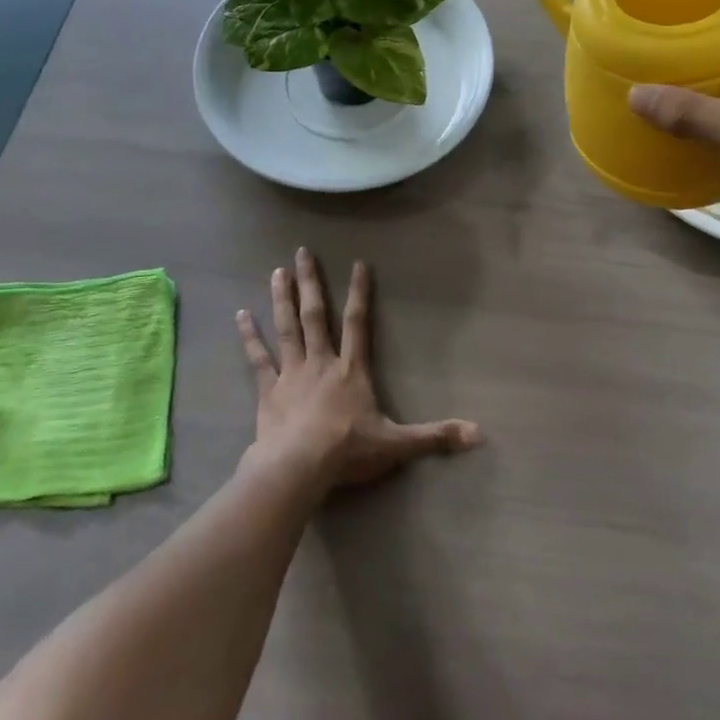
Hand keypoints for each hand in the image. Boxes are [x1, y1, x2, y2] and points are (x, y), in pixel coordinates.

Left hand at [237, 248, 481, 490]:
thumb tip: (479, 435)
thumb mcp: (398, 444)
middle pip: (315, 315)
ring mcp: (292, 373)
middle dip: (310, 282)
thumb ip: (435, 436)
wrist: (299, 467)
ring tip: (277, 271)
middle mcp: (321, 362)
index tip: (358, 263)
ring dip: (282, 299)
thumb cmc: (348, 452)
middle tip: (302, 252)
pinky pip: (257, 358)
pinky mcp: (268, 390)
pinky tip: (240, 315)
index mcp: (351, 370)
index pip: (358, 322)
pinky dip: (249, 337)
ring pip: (286, 328)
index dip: (360, 292)